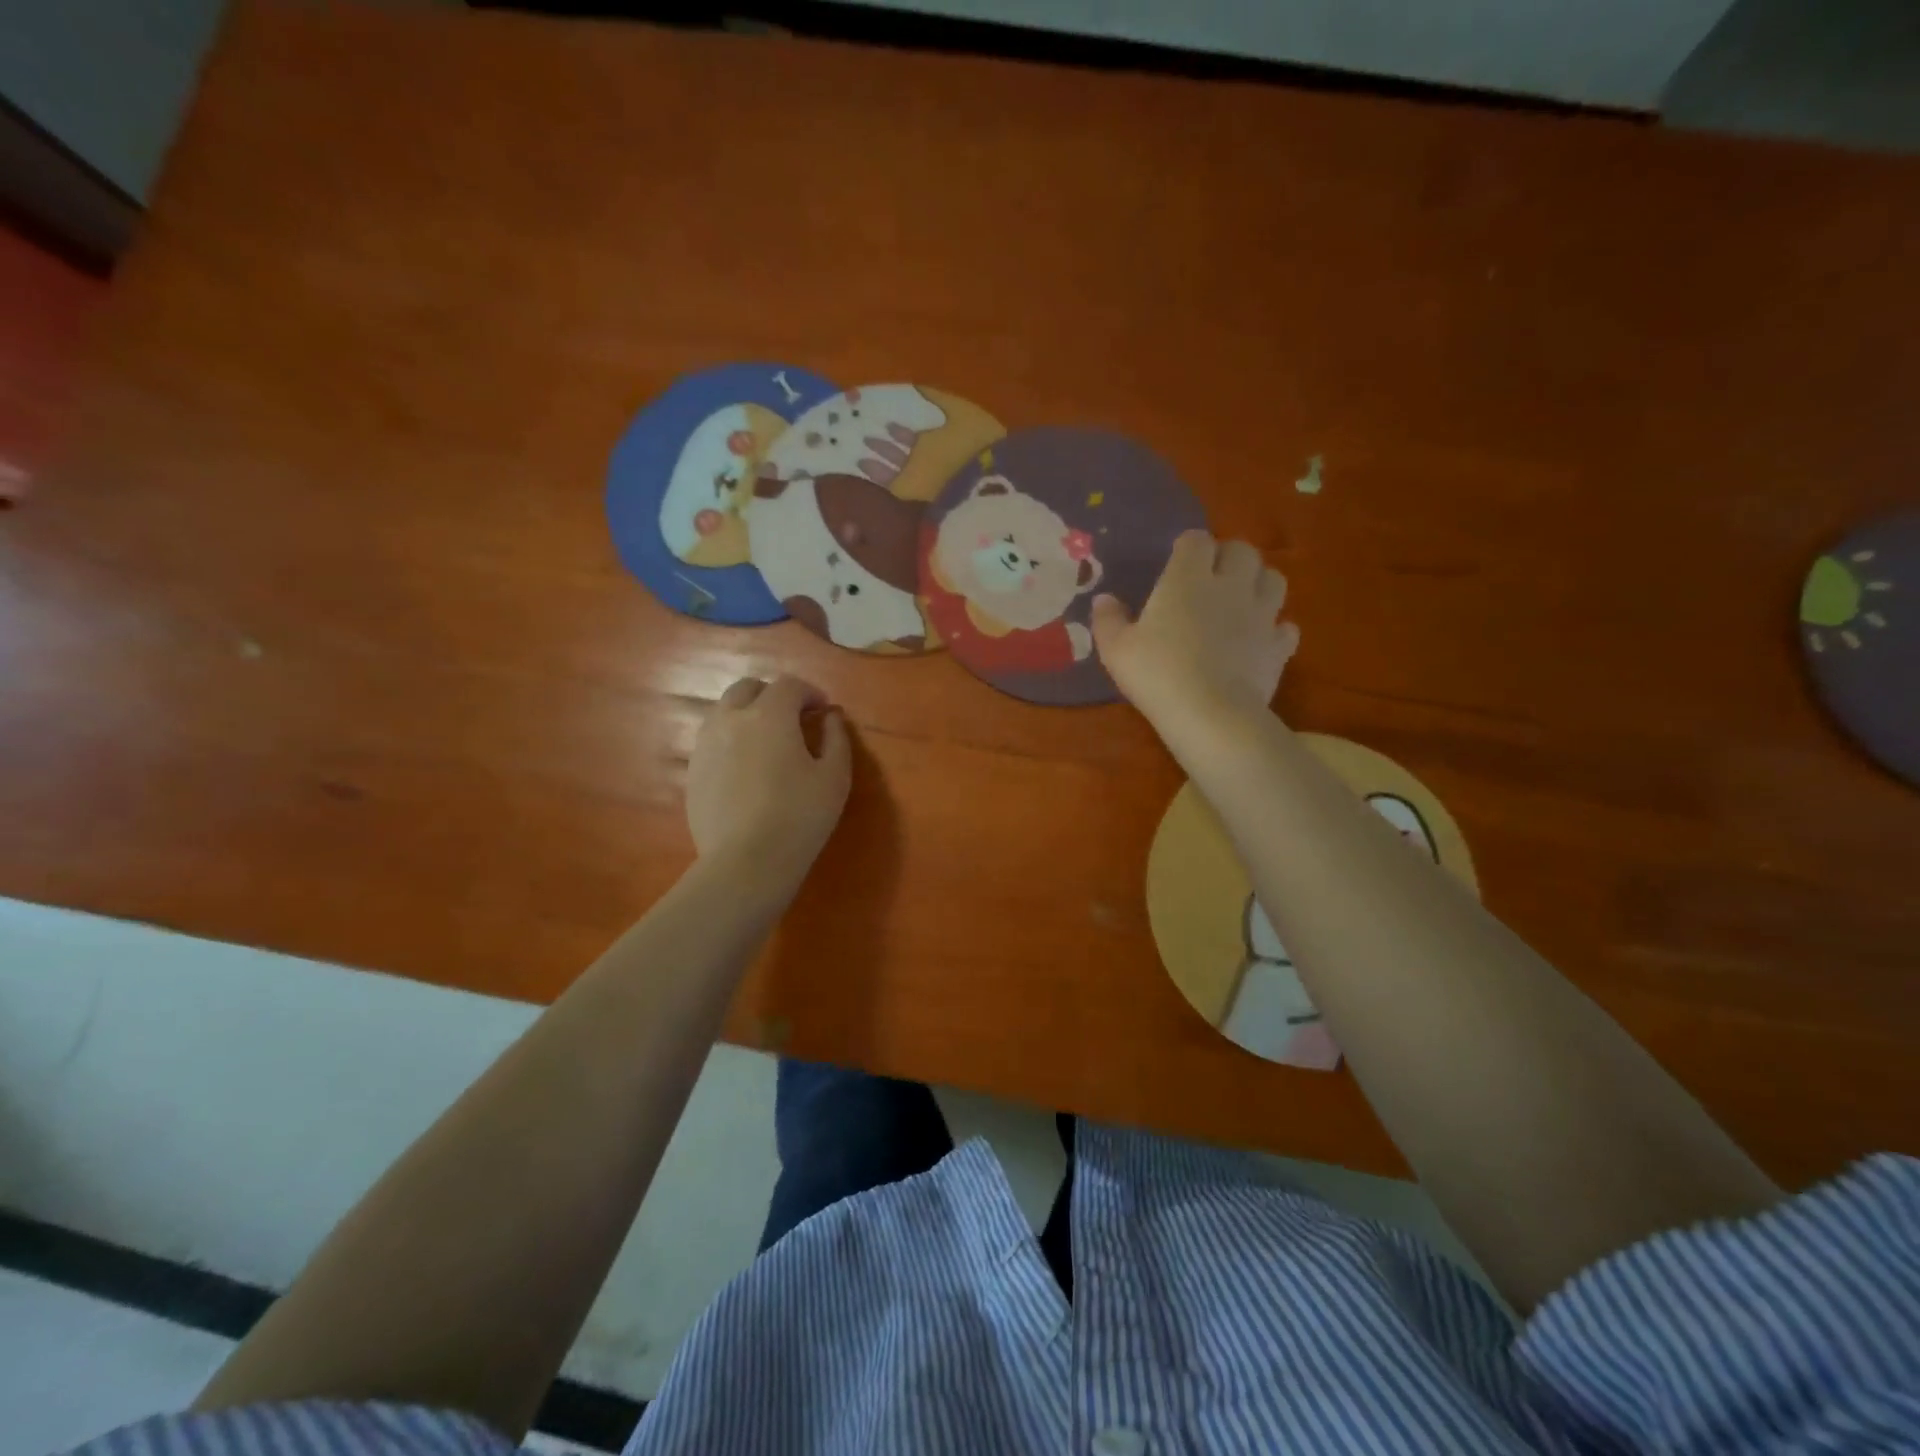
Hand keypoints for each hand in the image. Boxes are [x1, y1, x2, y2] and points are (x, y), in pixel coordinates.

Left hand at [687, 676, 851, 888]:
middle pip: (747, 688)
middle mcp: (731, 720)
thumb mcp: (834, 777)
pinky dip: (731, 740)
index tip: (822, 710)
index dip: (809, 692)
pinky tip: (746, 769)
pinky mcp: (693, 772)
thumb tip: (830, 716)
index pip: (788, 685)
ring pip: (724, 712)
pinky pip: (712, 741)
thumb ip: (836, 738)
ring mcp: (706, 745)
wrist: (746, 862)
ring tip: (767, 742)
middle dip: (772, 695)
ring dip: (748, 715)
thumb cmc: (800, 816)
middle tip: (793, 719)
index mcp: (769, 715)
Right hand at [1092, 532, 1299, 745]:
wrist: (1210, 714)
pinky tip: (1259, 640)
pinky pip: (1285, 627)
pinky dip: (1275, 629)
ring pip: (1273, 579)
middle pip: (1242, 551)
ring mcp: (1261, 615)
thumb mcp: (1116, 649)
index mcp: (1187, 578)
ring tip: (1241, 599)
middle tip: (1211, 577)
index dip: (1188, 546)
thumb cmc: (1157, 674)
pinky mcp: (1278, 646)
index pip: (1196, 541)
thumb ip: (1108, 619)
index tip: (1177, 560)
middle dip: (1228, 557)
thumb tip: (1104, 599)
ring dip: (1258, 583)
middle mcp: (1230, 586)